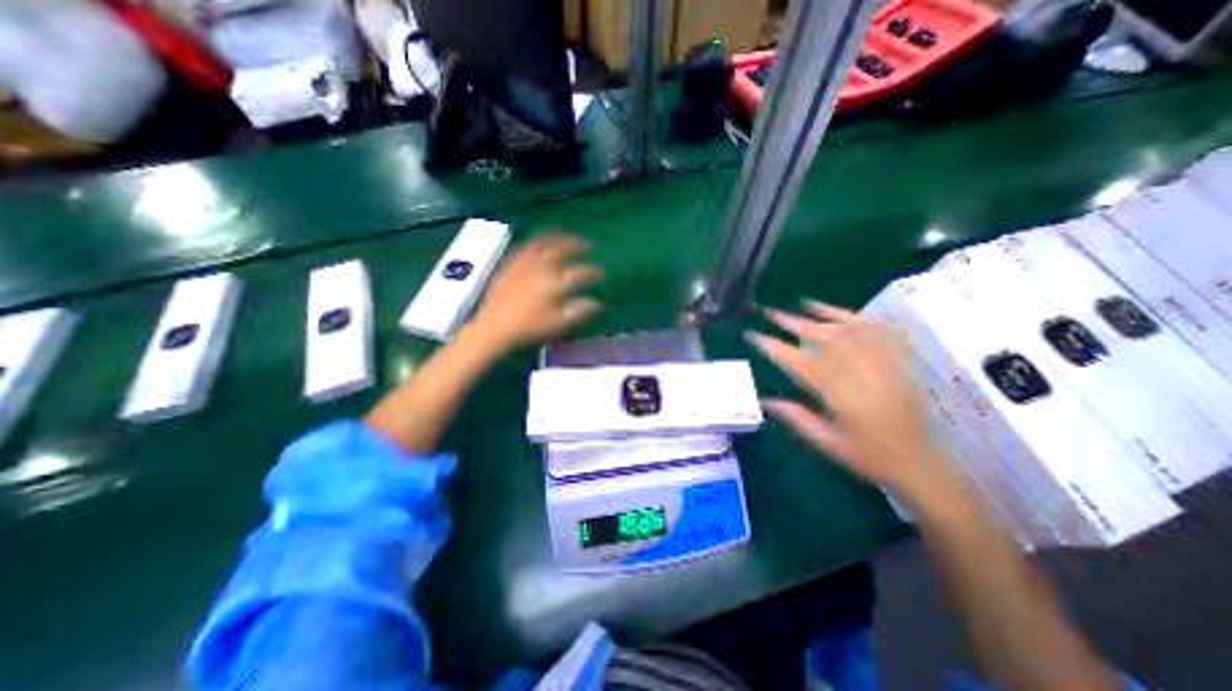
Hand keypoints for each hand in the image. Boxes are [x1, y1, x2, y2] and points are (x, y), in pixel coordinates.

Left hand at [470, 233, 604, 353]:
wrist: (495, 327)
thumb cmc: (530, 328)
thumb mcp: (559, 323)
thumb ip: (580, 311)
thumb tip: (598, 303)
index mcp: (555, 284)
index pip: (580, 273)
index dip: (593, 272)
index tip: (602, 273)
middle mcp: (542, 268)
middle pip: (562, 250)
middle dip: (576, 245)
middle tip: (586, 245)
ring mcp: (525, 263)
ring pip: (543, 243)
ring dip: (556, 237)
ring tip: (563, 233)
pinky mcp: (511, 264)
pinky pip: (525, 247)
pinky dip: (535, 241)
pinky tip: (538, 242)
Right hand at [745, 301, 956, 499]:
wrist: (919, 461)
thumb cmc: (867, 455)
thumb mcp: (826, 442)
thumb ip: (796, 418)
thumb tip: (765, 400)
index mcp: (837, 393)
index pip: (797, 362)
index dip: (773, 346)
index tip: (754, 335)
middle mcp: (858, 372)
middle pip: (821, 338)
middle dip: (793, 323)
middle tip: (772, 312)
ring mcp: (881, 363)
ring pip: (847, 330)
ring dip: (822, 315)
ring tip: (802, 304)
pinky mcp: (898, 361)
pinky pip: (878, 331)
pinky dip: (859, 318)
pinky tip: (845, 313)